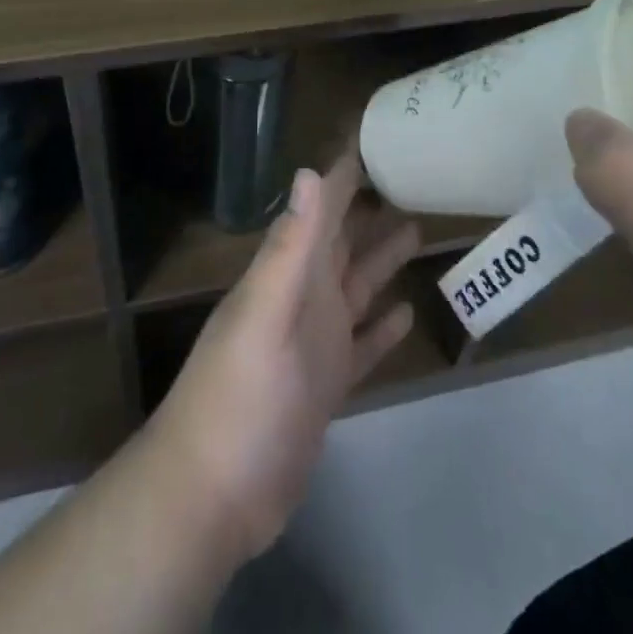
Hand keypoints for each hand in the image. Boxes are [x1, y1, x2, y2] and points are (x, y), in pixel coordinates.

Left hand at [145, 153, 419, 557]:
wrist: (214, 494)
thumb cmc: (240, 396)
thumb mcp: (266, 314)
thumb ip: (291, 247)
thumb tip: (309, 172)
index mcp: (288, 273)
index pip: (319, 208)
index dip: (343, 174)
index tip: (374, 139)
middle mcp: (303, 297)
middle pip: (342, 242)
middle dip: (370, 209)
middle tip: (410, 177)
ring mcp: (315, 342)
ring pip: (356, 286)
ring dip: (382, 259)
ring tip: (417, 228)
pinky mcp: (328, 385)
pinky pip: (362, 343)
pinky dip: (382, 327)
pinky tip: (407, 312)